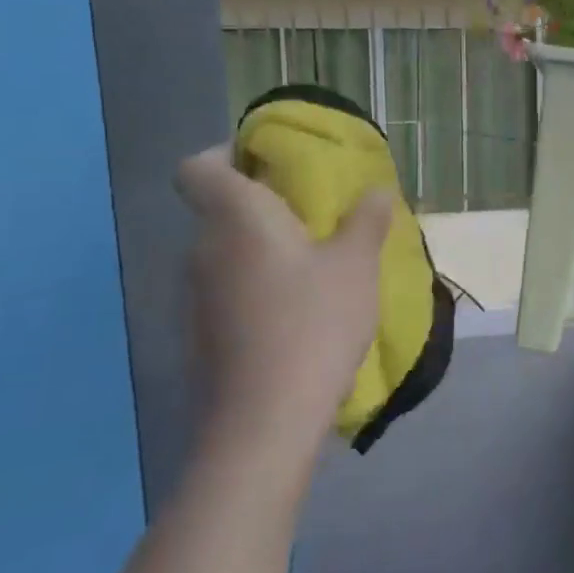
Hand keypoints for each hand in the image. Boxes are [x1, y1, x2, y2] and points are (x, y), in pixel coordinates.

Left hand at [176, 146, 392, 459]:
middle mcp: (203, 248)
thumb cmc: (314, 322)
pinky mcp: (201, 332)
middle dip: (263, 206)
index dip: (226, 155)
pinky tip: (297, 312)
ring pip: (227, 252)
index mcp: (236, 217)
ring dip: (263, 249)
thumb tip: (376, 190)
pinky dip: (257, 286)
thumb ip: (366, 220)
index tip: (270, 165)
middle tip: (315, 217)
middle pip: (219, 209)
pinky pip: (229, 289)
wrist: (265, 418)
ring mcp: (197, 295)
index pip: (198, 167)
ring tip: (315, 267)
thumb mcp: (357, 264)